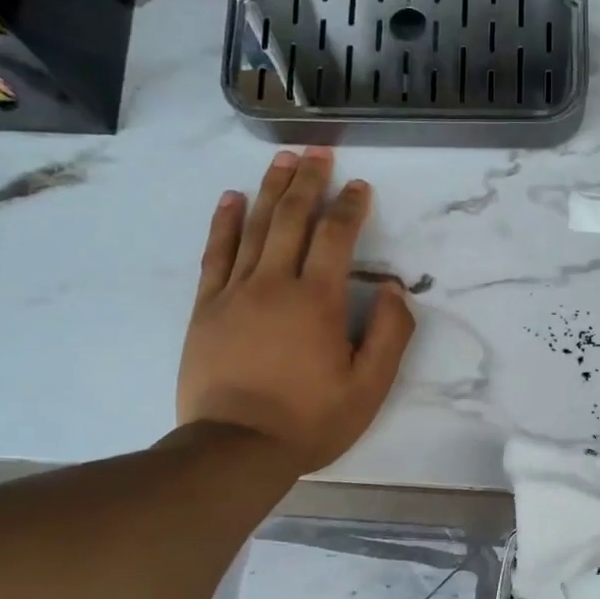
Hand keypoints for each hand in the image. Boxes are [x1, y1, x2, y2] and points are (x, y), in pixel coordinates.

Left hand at [177, 148, 414, 473]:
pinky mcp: (207, 307)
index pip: (336, 237)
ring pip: (254, 227)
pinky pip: (216, 253)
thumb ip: (389, 334)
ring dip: (270, 189)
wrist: (236, 447)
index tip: (360, 186)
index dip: (350, 207)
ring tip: (282, 159)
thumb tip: (392, 288)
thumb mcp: (369, 387)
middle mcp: (274, 283)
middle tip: (318, 151)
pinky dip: (225, 222)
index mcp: (317, 300)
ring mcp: (235, 292)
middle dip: (308, 180)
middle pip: (292, 217)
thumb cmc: (309, 420)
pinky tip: (232, 199)